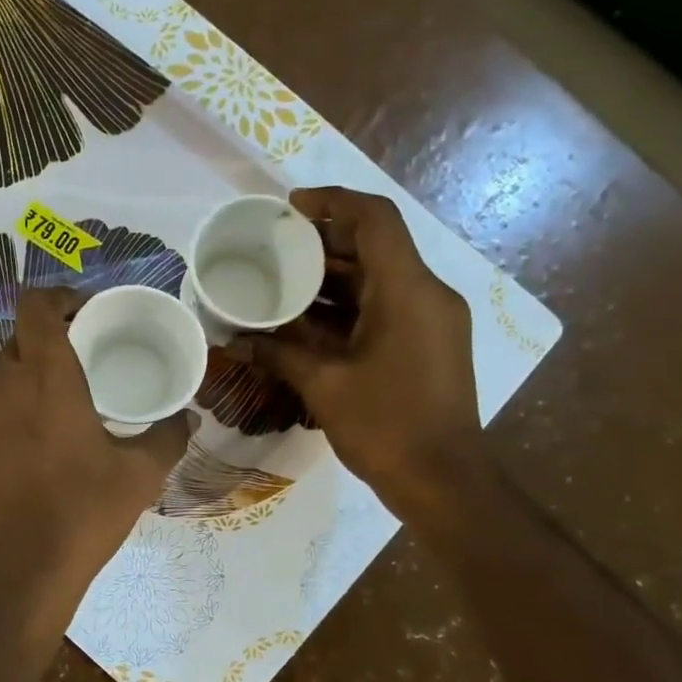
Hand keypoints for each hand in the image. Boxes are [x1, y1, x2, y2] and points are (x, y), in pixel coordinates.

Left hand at [0, 287, 190, 630]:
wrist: (11, 575)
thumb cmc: (80, 515)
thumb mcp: (138, 477)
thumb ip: (166, 438)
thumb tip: (187, 418)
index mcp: (45, 376)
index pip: (36, 306)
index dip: (57, 300)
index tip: (80, 316)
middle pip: (11, 340)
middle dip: (39, 343)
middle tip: (70, 368)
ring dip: (11, 378)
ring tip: (40, 407)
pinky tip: (16, 453)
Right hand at [234, 186, 484, 517]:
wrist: (443, 480)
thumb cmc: (385, 427)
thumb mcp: (325, 386)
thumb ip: (280, 354)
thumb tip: (238, 341)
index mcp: (408, 291)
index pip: (375, 219)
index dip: (333, 202)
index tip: (290, 208)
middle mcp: (427, 294)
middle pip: (375, 247)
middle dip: (324, 244)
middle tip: (274, 250)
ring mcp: (432, 320)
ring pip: (379, 280)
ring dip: (332, 280)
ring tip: (281, 284)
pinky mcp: (429, 344)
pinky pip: (385, 309)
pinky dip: (347, 309)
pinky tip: (307, 323)